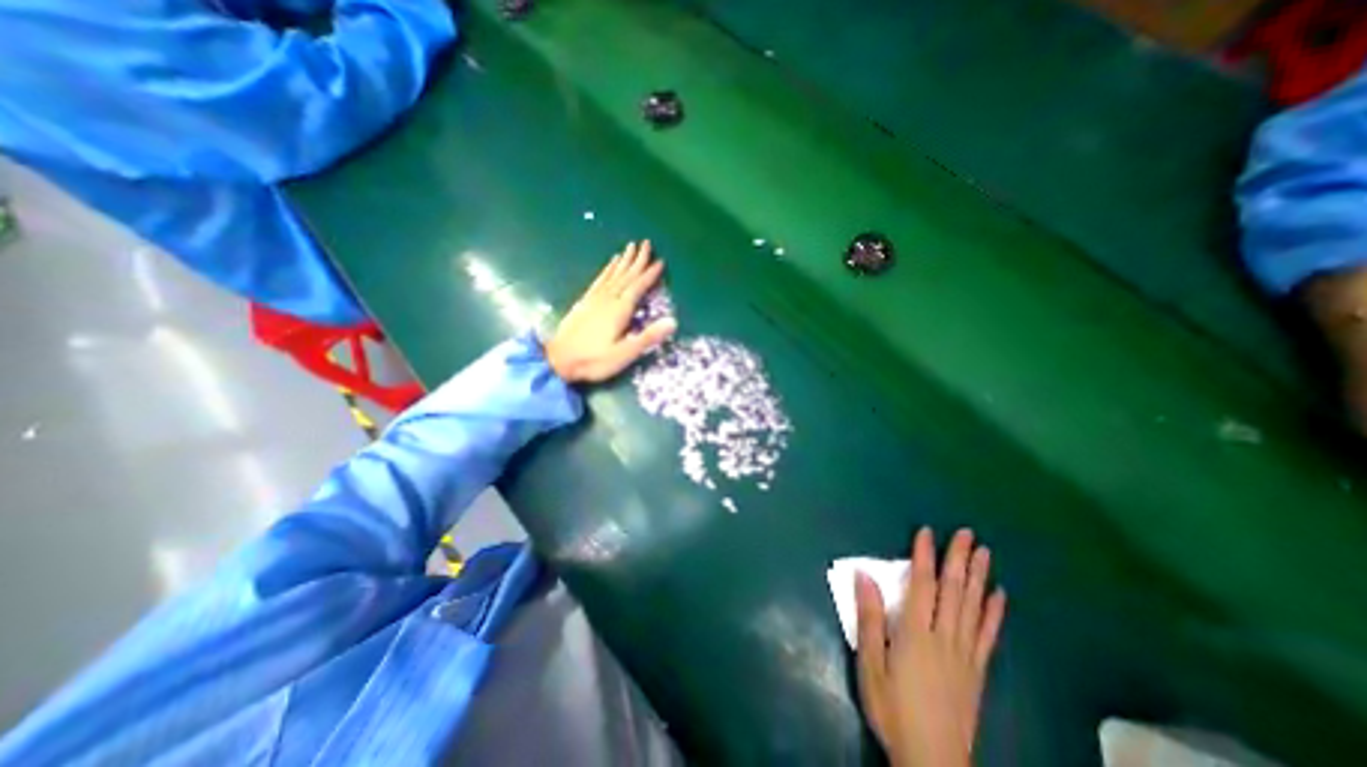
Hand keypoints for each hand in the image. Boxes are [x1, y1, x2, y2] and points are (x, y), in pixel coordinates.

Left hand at [543, 240, 673, 383]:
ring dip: (623, 261)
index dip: (650, 275)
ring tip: (629, 248)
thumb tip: (673, 321)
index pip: (638, 287)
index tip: (660, 261)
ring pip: (613, 275)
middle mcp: (608, 299)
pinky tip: (610, 265)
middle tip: (646, 243)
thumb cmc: (594, 360)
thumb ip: (648, 337)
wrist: (558, 360)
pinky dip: (607, 270)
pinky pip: (599, 280)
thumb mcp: (624, 354)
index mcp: (619, 310)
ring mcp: (594, 299)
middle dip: (637, 260)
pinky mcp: (584, 302)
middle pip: (626, 275)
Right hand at [851, 526, 1000, 766]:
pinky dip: (994, 613)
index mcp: (915, 633)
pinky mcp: (977, 670)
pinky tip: (999, 596)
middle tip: (966, 533)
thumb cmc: (892, 708)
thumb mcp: (870, 664)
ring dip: (978, 577)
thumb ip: (869, 618)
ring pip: (973, 607)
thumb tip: (864, 576)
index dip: (923, 556)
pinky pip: (988, 635)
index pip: (921, 584)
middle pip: (953, 591)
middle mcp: (944, 637)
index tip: (926, 532)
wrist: (932, 761)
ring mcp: (965, 654)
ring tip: (984, 552)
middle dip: (959, 559)